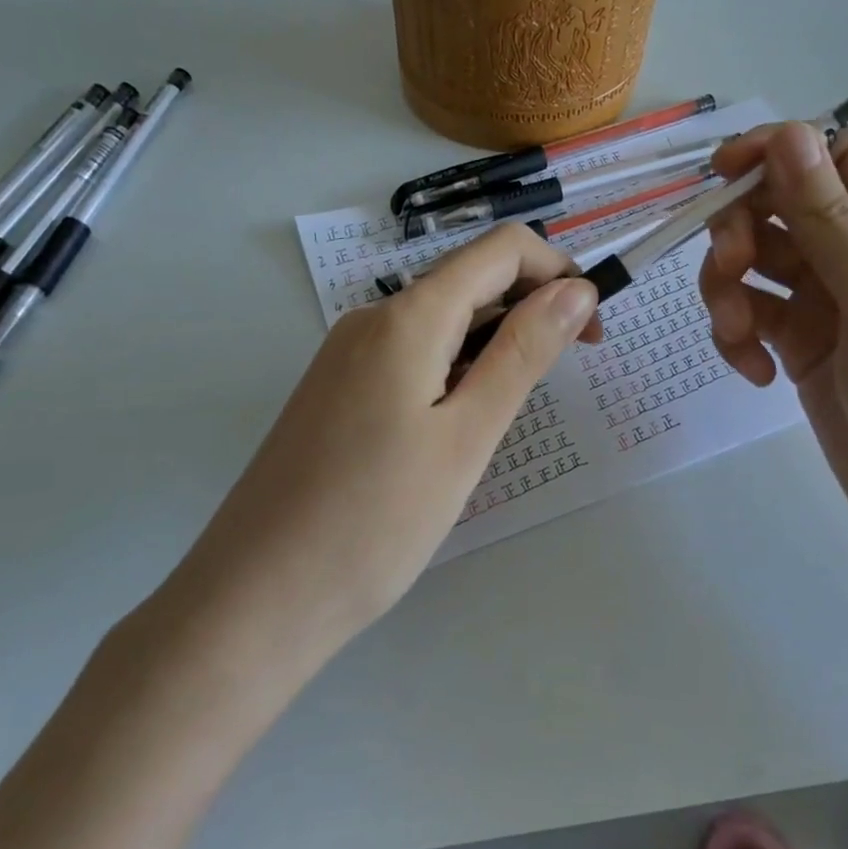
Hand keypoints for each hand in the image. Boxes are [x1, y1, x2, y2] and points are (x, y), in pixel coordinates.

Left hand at [186, 224, 599, 643]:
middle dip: (531, 310)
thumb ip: (523, 354)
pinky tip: (457, 427)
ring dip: (494, 345)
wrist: (256, 598)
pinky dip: (454, 370)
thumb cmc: (375, 521)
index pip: (501, 250)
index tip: (591, 332)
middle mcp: (371, 320)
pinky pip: (411, 355)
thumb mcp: (467, 436)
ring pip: (442, 322)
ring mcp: (346, 356)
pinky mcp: (336, 392)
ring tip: (506, 416)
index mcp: (407, 317)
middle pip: (470, 281)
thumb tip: (576, 290)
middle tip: (562, 379)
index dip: (558, 274)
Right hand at [700, 123, 847, 568]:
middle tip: (729, 270)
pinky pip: (752, 314)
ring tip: (736, 336)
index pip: (831, 154)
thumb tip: (788, 135)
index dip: (775, 152)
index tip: (720, 173)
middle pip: (778, 206)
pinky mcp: (801, 344)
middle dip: (740, 232)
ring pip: (754, 261)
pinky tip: (752, 373)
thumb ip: (827, 219)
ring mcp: (828, 300)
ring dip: (728, 290)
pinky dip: (738, 335)